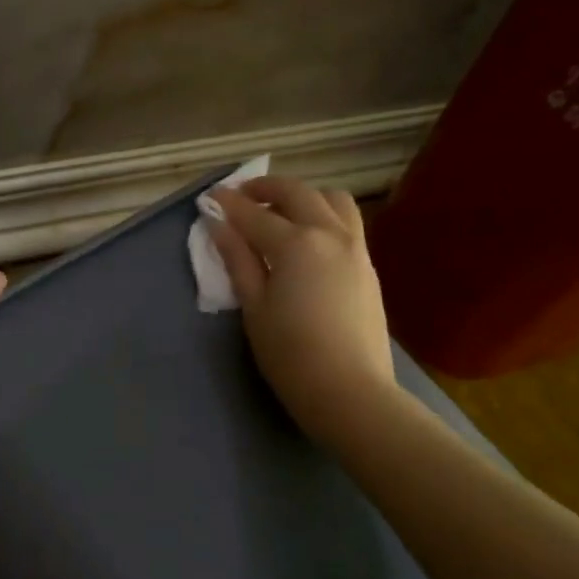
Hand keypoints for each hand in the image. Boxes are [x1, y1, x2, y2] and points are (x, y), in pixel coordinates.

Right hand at [207, 176, 395, 447]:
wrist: (350, 391)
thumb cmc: (290, 354)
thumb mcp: (254, 307)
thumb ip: (238, 259)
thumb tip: (219, 225)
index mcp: (296, 243)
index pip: (254, 214)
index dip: (228, 203)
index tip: (210, 195)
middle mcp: (329, 234)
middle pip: (296, 193)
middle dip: (265, 188)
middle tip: (241, 197)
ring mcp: (355, 247)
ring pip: (331, 199)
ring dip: (302, 196)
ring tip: (281, 211)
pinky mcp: (368, 265)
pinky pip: (347, 221)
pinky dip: (323, 214)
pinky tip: (307, 237)